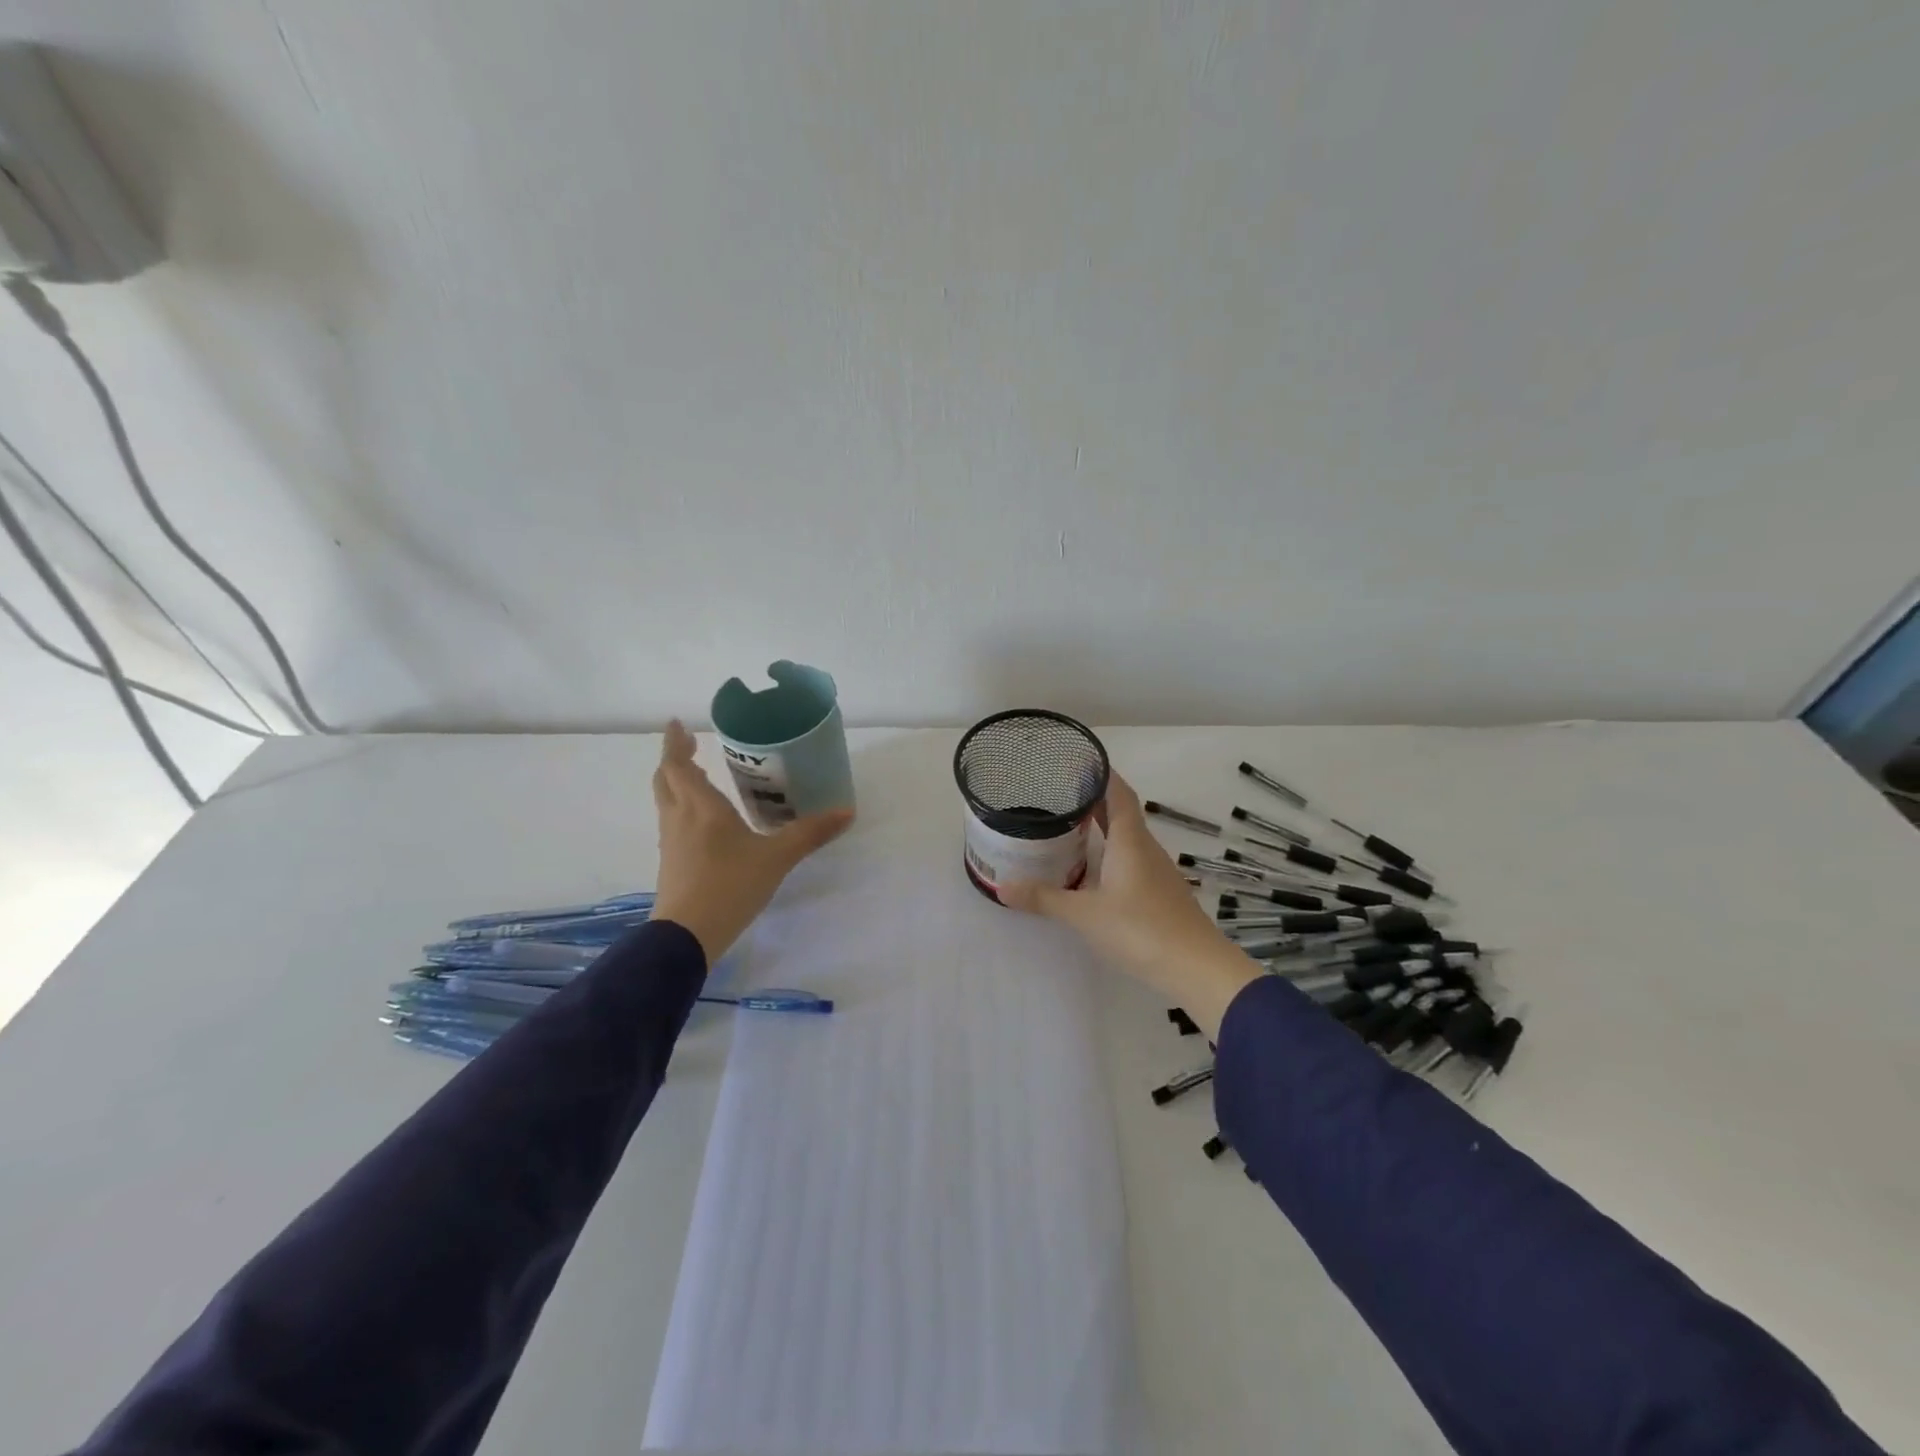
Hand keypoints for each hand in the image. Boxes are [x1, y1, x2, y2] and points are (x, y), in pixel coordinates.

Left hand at [651, 720, 854, 962]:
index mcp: (701, 807)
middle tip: (688, 745)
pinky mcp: (671, 863)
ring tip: (696, 776)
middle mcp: (680, 818)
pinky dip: (681, 807)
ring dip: (675, 783)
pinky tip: (702, 820)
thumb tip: (847, 811)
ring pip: (666, 801)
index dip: (674, 743)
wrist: (687, 935)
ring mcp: (672, 842)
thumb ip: (810, 833)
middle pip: (665, 780)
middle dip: (674, 760)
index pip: (678, 765)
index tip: (676, 723)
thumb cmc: (730, 885)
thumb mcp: (777, 858)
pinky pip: (672, 822)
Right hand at [1002, 772, 1260, 1037]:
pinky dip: (1111, 851)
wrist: (1196, 968)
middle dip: (1095, 798)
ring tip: (1071, 823)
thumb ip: (1044, 898)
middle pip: (1122, 812)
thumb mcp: (1084, 915)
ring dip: (1103, 825)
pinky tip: (1095, 867)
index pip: (1118, 793)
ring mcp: (1156, 871)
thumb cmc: (1141, 930)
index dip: (1102, 773)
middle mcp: (1146, 848)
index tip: (1079, 759)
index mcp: (1130, 840)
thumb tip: (1002, 886)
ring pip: (1128, 837)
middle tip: (1061, 790)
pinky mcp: (1160, 892)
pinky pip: (1132, 858)